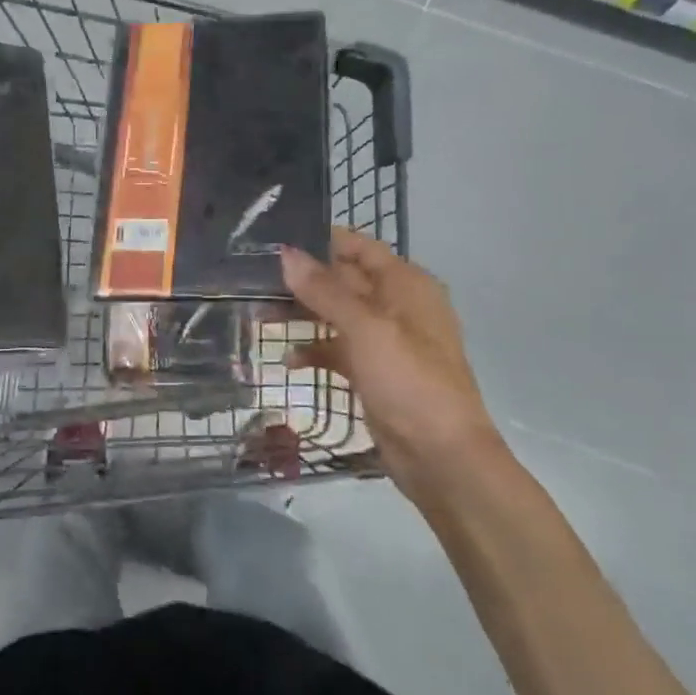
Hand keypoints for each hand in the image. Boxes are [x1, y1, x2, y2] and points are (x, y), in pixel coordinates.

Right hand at [281, 228, 499, 490]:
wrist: (442, 456)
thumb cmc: (409, 382)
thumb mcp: (366, 329)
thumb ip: (325, 290)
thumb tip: (286, 253)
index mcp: (406, 286)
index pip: (360, 247)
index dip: (321, 240)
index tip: (275, 238)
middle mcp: (397, 307)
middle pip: (344, 281)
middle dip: (303, 280)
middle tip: (254, 279)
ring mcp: (385, 342)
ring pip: (336, 316)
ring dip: (302, 316)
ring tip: (259, 316)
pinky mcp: (374, 373)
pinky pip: (338, 351)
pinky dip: (314, 352)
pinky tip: (288, 361)